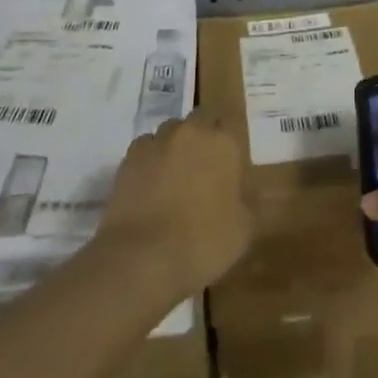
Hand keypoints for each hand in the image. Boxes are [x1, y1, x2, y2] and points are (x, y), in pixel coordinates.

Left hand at [98, 110, 254, 304]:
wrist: (143, 258)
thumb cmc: (203, 242)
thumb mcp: (243, 230)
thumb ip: (248, 202)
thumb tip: (244, 194)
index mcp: (223, 143)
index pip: (229, 120)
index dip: (228, 138)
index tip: (229, 159)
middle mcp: (191, 132)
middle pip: (199, 119)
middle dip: (202, 135)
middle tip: (203, 166)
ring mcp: (157, 142)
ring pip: (170, 131)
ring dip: (175, 146)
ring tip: (174, 176)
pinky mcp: (129, 158)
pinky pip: (145, 149)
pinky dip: (150, 160)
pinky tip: (149, 185)